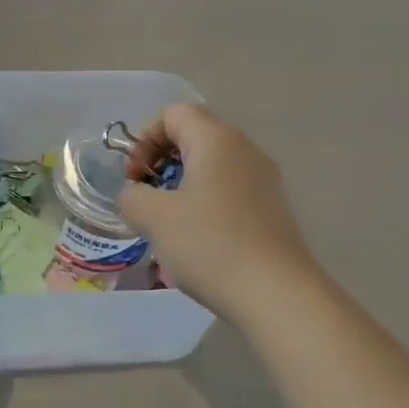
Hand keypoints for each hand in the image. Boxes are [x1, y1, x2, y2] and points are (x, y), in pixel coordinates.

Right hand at [117, 105, 315, 324]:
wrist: (276, 293)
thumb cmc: (210, 245)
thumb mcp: (155, 218)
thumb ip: (132, 196)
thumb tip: (134, 194)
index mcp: (216, 140)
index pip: (173, 113)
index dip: (144, 139)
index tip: (134, 178)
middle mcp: (245, 150)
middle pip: (194, 136)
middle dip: (161, 162)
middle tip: (146, 199)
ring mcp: (264, 180)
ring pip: (212, 166)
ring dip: (181, 186)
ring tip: (168, 224)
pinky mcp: (272, 209)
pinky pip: (229, 191)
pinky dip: (205, 203)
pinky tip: (198, 241)